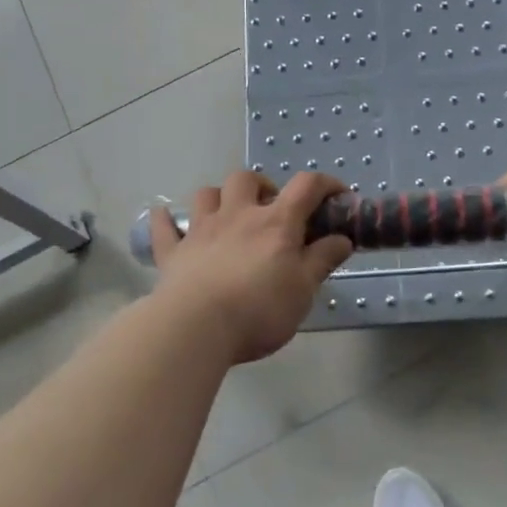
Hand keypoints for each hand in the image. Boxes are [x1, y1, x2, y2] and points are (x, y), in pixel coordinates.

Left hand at [148, 170, 354, 364]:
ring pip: (206, 194)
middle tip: (271, 210)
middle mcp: (237, 215)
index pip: (306, 187)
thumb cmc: (259, 309)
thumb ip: (322, 260)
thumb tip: (342, 238)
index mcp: (276, 223)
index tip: (338, 197)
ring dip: (219, 198)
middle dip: (262, 185)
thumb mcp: (304, 290)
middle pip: (246, 179)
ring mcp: (201, 231)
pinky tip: (165, 218)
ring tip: (228, 215)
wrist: (196, 328)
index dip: (326, 184)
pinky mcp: (173, 253)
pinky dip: (165, 221)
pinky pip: (164, 228)